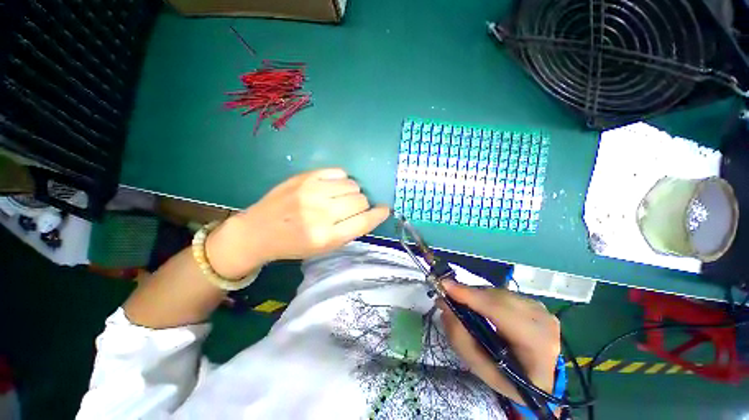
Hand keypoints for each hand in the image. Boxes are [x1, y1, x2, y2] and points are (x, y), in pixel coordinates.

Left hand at [206, 168, 389, 278]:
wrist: (258, 231)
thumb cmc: (293, 244)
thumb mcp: (324, 247)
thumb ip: (348, 231)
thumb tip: (369, 212)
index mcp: (327, 237)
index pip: (364, 221)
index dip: (379, 214)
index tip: (384, 210)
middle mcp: (322, 213)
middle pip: (361, 200)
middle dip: (362, 205)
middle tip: (350, 208)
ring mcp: (313, 192)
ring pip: (352, 185)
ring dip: (352, 192)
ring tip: (340, 197)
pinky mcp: (305, 177)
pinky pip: (339, 172)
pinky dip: (342, 179)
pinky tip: (333, 186)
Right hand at [440, 281, 560, 404]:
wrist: (539, 378)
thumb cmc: (509, 378)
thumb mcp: (480, 368)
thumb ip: (460, 337)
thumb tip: (444, 305)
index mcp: (537, 348)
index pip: (502, 313)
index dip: (473, 297)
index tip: (445, 286)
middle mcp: (544, 323)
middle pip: (500, 298)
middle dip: (471, 294)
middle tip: (447, 294)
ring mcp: (543, 310)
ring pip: (500, 293)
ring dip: (477, 295)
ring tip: (462, 301)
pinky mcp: (536, 303)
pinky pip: (504, 293)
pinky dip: (486, 295)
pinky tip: (479, 304)